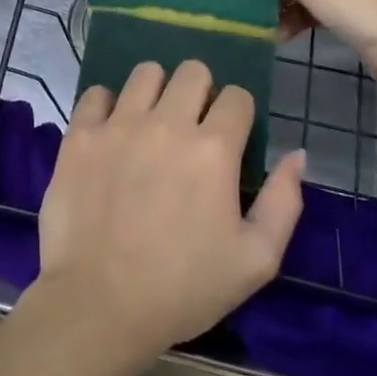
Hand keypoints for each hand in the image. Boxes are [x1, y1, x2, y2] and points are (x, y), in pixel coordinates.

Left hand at [33, 61, 304, 364]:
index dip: (238, 113)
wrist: (99, 304)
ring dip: (156, 91)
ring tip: (151, 121)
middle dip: (200, 91)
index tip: (229, 137)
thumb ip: (284, 202)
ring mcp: (119, 124)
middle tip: (191, 125)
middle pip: (192, 71)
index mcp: (214, 149)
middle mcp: (167, 123)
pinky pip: (96, 94)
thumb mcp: (256, 260)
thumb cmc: (184, 288)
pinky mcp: (80, 134)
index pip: (237, 97)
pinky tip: (110, 131)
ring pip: (145, 72)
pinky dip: (107, 106)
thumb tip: (296, 155)